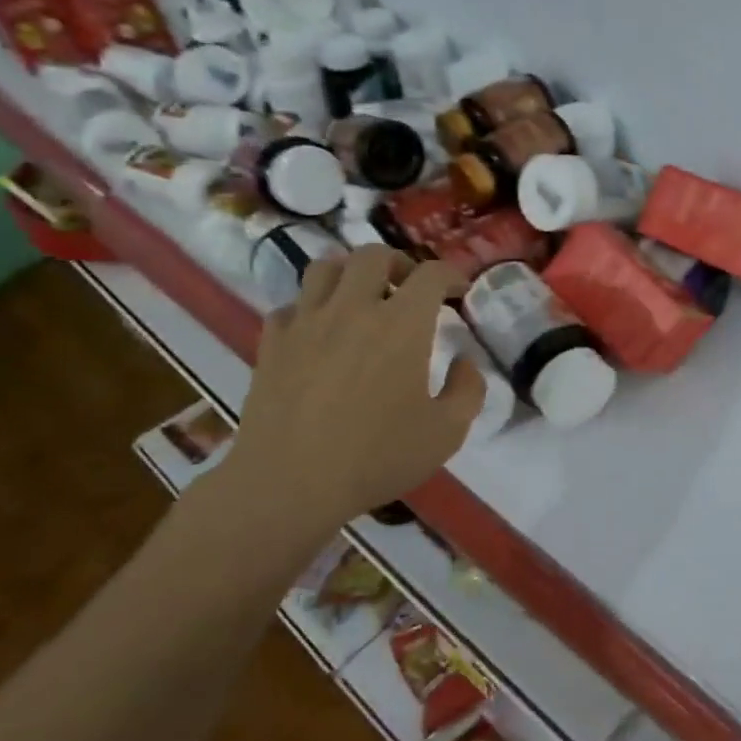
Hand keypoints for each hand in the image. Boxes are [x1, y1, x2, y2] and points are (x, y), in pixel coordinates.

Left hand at [216, 248, 484, 540]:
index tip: (458, 290)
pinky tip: (320, 332)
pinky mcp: (272, 343)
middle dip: (399, 263)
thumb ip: (468, 390)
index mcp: (402, 325)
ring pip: (324, 267)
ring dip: (350, 273)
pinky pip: (291, 305)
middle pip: (373, 255)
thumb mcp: (447, 432)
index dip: (450, 274)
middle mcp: (353, 309)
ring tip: (362, 297)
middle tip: (409, 288)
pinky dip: (311, 308)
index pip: (430, 274)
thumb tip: (464, 362)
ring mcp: (307, 323)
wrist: (289, 484)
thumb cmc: (376, 458)